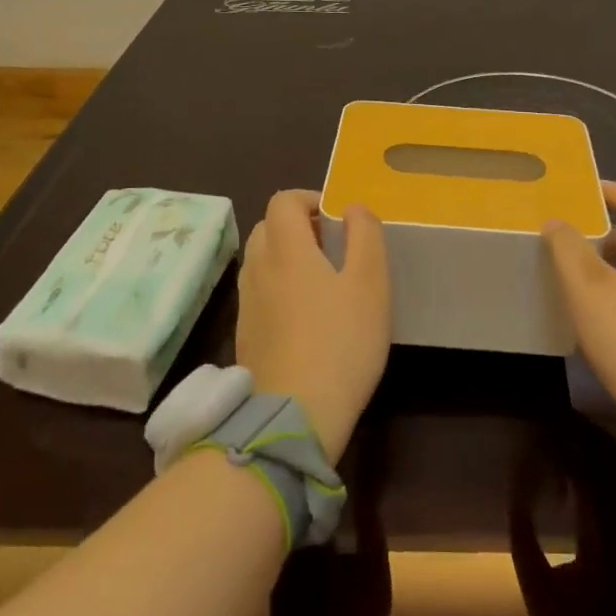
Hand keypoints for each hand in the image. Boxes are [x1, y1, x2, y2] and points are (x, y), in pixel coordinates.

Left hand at [235, 190, 390, 459]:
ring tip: (322, 281)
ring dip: (286, 257)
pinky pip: (258, 292)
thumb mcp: (370, 283)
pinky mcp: (245, 335)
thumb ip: (366, 235)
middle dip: (298, 227)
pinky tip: (305, 317)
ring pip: (261, 260)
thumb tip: (353, 207)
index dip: (309, 199)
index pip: (282, 201)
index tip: (337, 219)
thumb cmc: (341, 342)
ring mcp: (247, 304)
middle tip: (332, 247)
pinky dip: (278, 287)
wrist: (294, 416)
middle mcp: (258, 268)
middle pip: (268, 227)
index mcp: (286, 249)